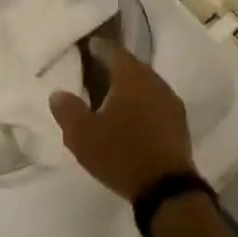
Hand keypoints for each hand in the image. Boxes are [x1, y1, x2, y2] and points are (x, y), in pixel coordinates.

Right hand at [49, 41, 193, 200]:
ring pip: (145, 84)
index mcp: (131, 76)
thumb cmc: (120, 154)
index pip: (112, 50)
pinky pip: (155, 102)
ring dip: (128, 87)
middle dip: (113, 67)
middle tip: (93, 72)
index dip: (97, 47)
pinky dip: (141, 104)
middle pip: (131, 66)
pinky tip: (130, 118)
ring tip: (109, 97)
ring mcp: (171, 102)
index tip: (84, 48)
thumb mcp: (82, 134)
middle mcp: (154, 81)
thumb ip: (67, 110)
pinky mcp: (179, 123)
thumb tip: (58, 93)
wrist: (166, 189)